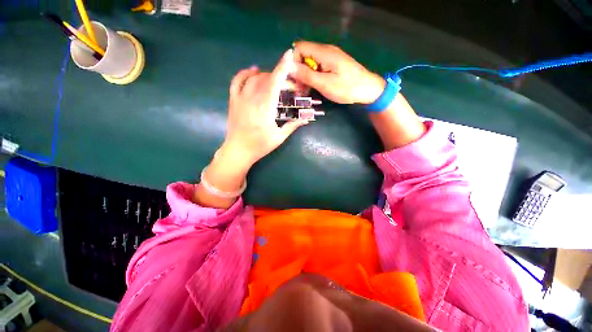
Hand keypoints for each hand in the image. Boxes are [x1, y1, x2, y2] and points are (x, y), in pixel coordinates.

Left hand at [193, 50, 308, 208]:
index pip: (275, 82)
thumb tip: (306, 118)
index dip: (283, 67)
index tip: (289, 55)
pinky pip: (237, 81)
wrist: (238, 150)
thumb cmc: (260, 146)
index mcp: (265, 108)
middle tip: (289, 86)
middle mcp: (252, 99)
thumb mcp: (279, 137)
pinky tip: (253, 71)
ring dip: (267, 76)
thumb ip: (293, 125)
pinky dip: (245, 73)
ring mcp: (240, 98)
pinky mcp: (233, 100)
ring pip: (254, 78)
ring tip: (275, 81)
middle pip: (267, 79)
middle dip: (280, 78)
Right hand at [291, 41, 385, 103]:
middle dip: (299, 71)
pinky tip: (314, 87)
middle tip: (300, 89)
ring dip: (306, 76)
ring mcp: (330, 57)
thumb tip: (290, 67)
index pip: (299, 48)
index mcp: (324, 52)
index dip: (293, 63)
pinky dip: (313, 76)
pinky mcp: (333, 64)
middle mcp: (326, 51)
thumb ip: (307, 75)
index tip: (295, 79)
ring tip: (306, 91)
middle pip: (304, 55)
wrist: (368, 89)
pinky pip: (318, 67)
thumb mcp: (325, 84)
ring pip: (310, 62)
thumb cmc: (347, 88)